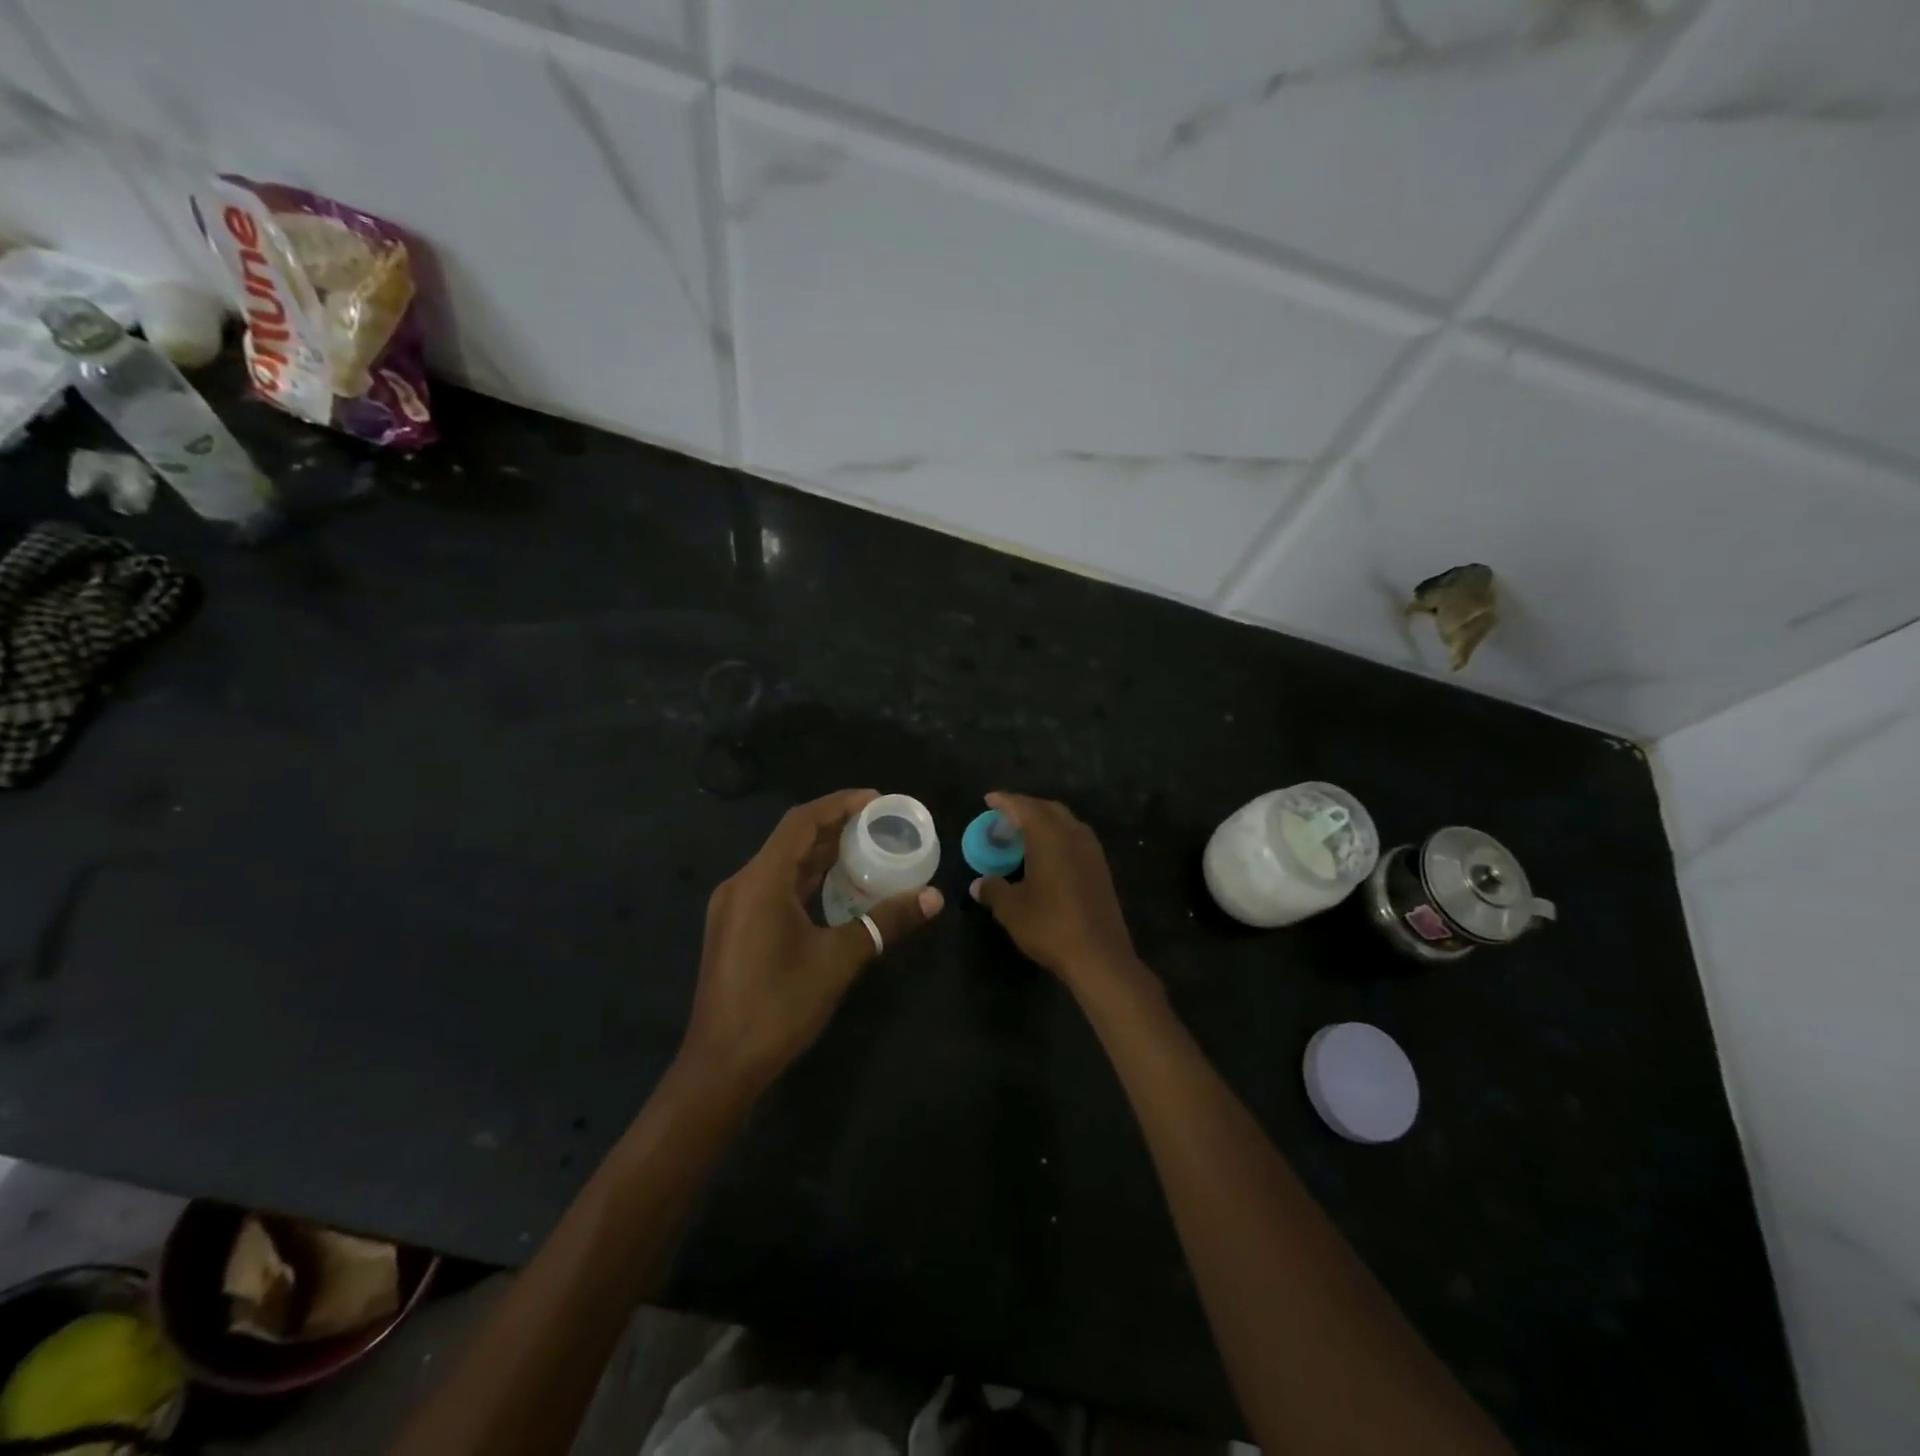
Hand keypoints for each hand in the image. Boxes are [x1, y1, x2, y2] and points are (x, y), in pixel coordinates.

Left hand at [680, 789, 942, 1091]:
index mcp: (759, 881)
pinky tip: (838, 888)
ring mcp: (736, 908)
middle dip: (836, 826)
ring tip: (867, 848)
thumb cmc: (777, 1008)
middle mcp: (742, 885)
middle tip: (881, 823)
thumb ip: (885, 923)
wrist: (720, 1068)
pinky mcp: (738, 929)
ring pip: (784, 865)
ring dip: (822, 854)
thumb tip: (933, 897)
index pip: (801, 823)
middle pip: (792, 840)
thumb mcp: (837, 961)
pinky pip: (777, 887)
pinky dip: (808, 880)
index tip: (878, 800)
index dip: (839, 804)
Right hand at [969, 792, 1146, 998]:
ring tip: (1024, 832)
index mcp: (1049, 836)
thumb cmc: (1050, 926)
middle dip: (1026, 807)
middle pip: (1048, 809)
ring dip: (1044, 821)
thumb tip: (978, 884)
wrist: (1100, 956)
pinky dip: (1058, 836)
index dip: (1005, 801)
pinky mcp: (1101, 868)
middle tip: (1005, 816)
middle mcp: (1073, 835)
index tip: (989, 799)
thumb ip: (993, 890)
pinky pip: (1076, 838)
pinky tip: (1048, 854)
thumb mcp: (1012, 909)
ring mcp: (1091, 851)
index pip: (1024, 807)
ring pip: (1065, 822)